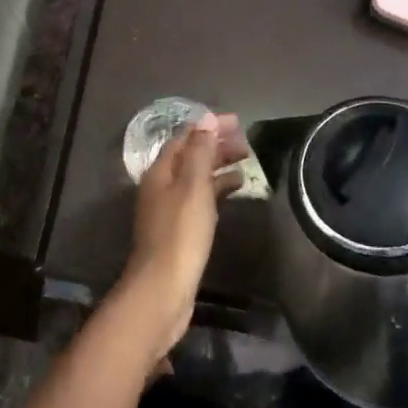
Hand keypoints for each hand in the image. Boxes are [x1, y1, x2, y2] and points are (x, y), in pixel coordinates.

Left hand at [113, 113, 246, 357]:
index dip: (210, 126)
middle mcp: (160, 186)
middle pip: (190, 156)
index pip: (185, 137)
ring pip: (196, 177)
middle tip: (247, 143)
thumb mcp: (193, 186)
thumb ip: (200, 151)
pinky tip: (234, 191)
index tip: (239, 122)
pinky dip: (217, 189)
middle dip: (216, 145)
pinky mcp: (178, 230)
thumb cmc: (180, 233)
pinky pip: (199, 198)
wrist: (163, 290)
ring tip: (246, 162)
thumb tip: (206, 118)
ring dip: (218, 166)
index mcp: (160, 171)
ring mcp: (168, 209)